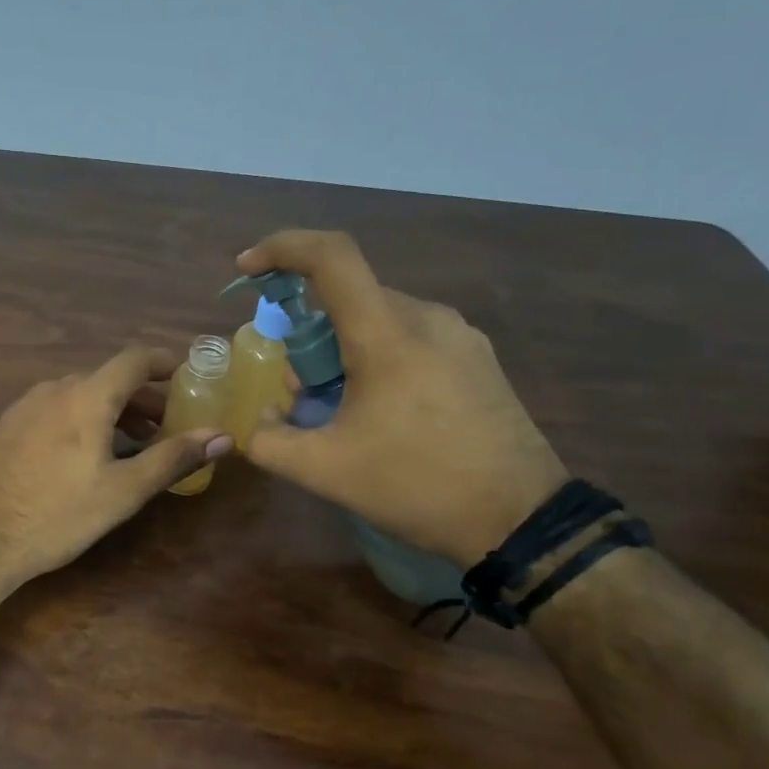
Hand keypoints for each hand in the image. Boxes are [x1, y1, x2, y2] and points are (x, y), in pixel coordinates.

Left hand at [0, 346, 234, 584]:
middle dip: (141, 398)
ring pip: (78, 395)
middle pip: (107, 379)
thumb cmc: (58, 515)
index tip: (187, 375)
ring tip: (129, 443)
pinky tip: (82, 456)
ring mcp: (22, 408)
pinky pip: (53, 411)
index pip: (134, 360)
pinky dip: (79, 420)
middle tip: (164, 426)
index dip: (164, 362)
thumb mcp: (123, 491)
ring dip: (110, 411)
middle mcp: (53, 390)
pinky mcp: (4, 429)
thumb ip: (173, 458)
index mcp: (85, 396)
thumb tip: (222, 437)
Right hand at [238, 230, 568, 564]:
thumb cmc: (417, 487)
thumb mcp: (325, 472)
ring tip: (339, 410)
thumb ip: (270, 441)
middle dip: (308, 335)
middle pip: (349, 299)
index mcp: (388, 336)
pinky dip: (377, 359)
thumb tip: (259, 421)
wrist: (520, 521)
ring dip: (342, 351)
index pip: (331, 257)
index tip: (248, 267)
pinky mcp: (477, 358)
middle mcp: (427, 318)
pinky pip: (410, 338)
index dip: (282, 248)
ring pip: (379, 320)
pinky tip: (380, 412)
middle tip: (299, 392)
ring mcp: (460, 336)